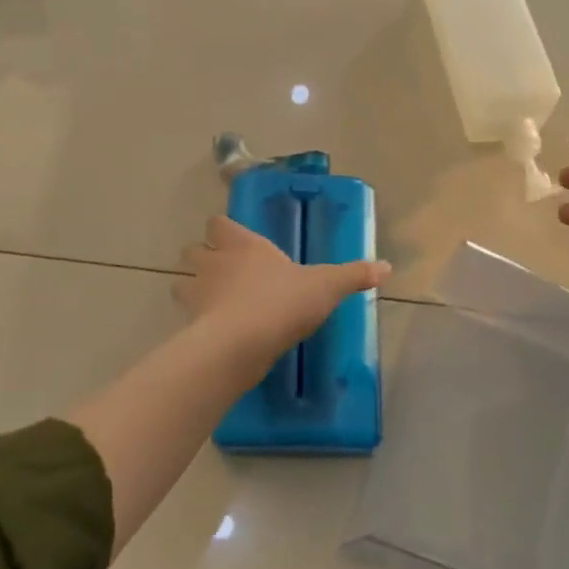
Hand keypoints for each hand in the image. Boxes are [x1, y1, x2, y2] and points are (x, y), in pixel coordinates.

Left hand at [175, 216, 390, 367]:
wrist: (241, 344)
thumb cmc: (283, 302)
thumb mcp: (326, 286)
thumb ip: (354, 275)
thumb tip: (386, 267)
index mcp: (244, 245)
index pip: (218, 224)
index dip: (223, 230)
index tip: (235, 238)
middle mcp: (215, 263)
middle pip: (194, 250)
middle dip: (204, 257)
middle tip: (224, 271)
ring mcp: (198, 294)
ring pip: (182, 283)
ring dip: (194, 288)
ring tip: (216, 302)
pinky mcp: (191, 325)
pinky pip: (188, 318)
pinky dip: (197, 322)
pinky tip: (217, 332)